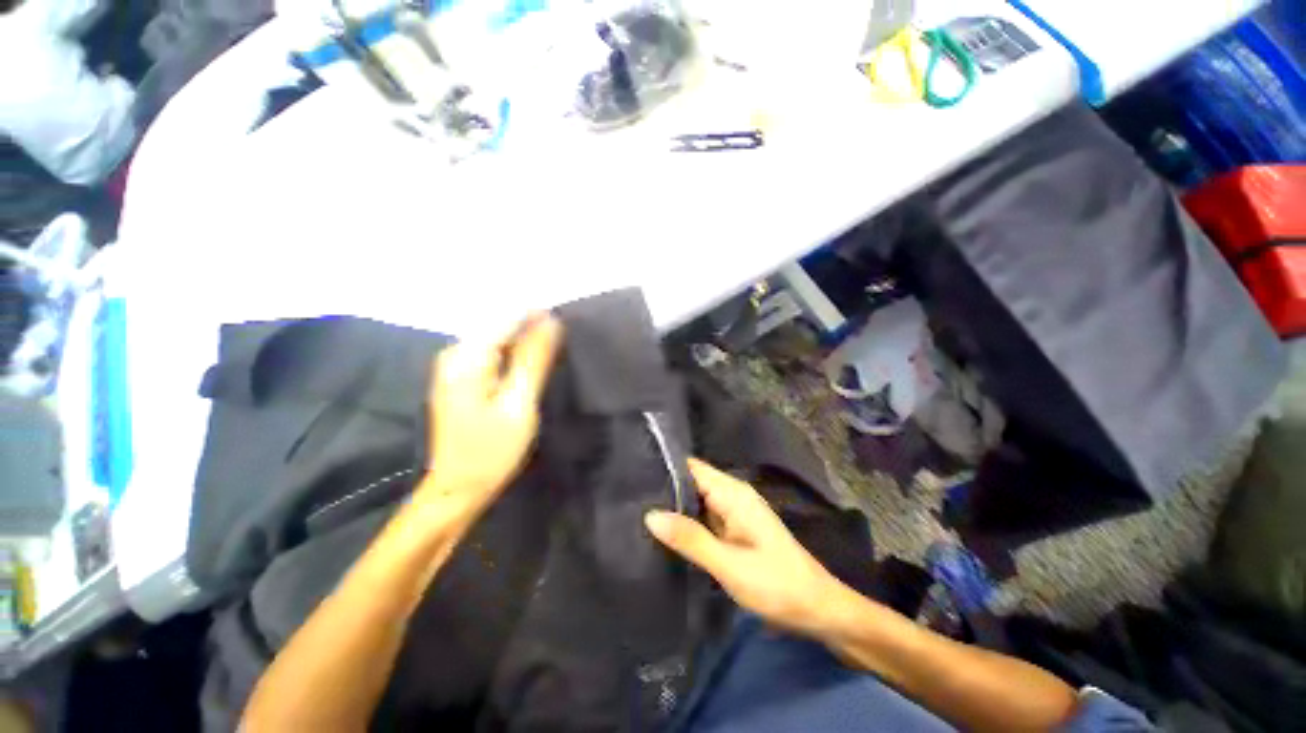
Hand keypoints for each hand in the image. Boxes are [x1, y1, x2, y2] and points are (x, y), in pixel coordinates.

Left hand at [420, 314, 562, 518]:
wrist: (459, 487)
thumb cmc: (492, 450)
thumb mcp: (519, 404)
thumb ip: (533, 360)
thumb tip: (552, 321)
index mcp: (467, 357)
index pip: (508, 317)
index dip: (539, 317)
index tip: (566, 328)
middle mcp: (455, 352)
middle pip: (501, 324)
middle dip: (533, 329)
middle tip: (561, 348)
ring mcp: (455, 364)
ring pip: (499, 337)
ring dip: (526, 342)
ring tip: (552, 356)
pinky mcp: (460, 376)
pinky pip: (493, 352)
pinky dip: (515, 354)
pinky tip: (530, 367)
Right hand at [644, 459, 843, 635]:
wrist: (817, 610)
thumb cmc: (776, 584)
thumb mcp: (729, 565)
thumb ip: (690, 539)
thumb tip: (650, 515)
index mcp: (733, 494)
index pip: (691, 467)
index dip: (665, 466)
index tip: (633, 471)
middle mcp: (731, 497)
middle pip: (691, 483)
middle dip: (663, 489)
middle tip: (627, 496)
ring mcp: (732, 514)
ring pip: (695, 502)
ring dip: (672, 507)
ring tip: (634, 510)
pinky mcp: (733, 531)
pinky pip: (703, 519)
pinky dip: (685, 524)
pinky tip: (662, 532)